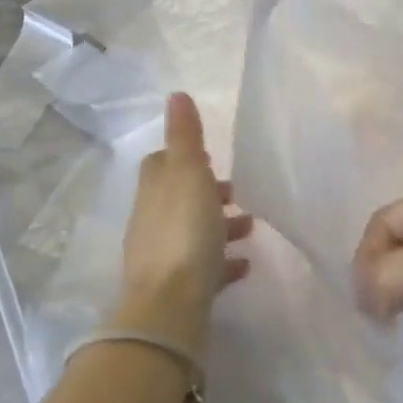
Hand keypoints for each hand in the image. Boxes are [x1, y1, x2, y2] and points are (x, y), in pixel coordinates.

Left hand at [115, 93, 252, 357]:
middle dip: (206, 193)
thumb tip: (176, 95)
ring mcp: (162, 257)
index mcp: (154, 190)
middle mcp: (152, 220)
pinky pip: (202, 269)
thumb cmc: (184, 231)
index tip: (210, 157)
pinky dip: (222, 262)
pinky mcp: (177, 290)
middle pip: (178, 198)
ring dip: (218, 226)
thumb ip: (185, 135)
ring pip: (192, 232)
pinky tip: (244, 266)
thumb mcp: (188, 172)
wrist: (169, 307)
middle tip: (238, 194)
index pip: (160, 164)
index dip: (182, 157)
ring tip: (251, 228)